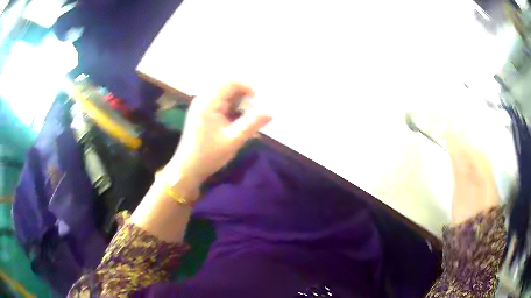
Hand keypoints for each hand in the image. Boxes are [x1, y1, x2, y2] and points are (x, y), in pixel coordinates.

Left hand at [168, 82, 271, 185]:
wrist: (187, 169)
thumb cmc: (209, 155)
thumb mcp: (234, 140)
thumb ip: (252, 124)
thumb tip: (270, 113)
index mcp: (208, 102)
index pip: (230, 83)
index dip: (247, 89)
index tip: (257, 103)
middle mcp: (203, 100)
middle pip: (227, 89)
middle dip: (243, 98)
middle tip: (253, 113)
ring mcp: (201, 107)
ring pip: (224, 98)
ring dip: (237, 106)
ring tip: (246, 122)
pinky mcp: (201, 115)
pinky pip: (219, 106)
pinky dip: (230, 112)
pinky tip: (237, 126)